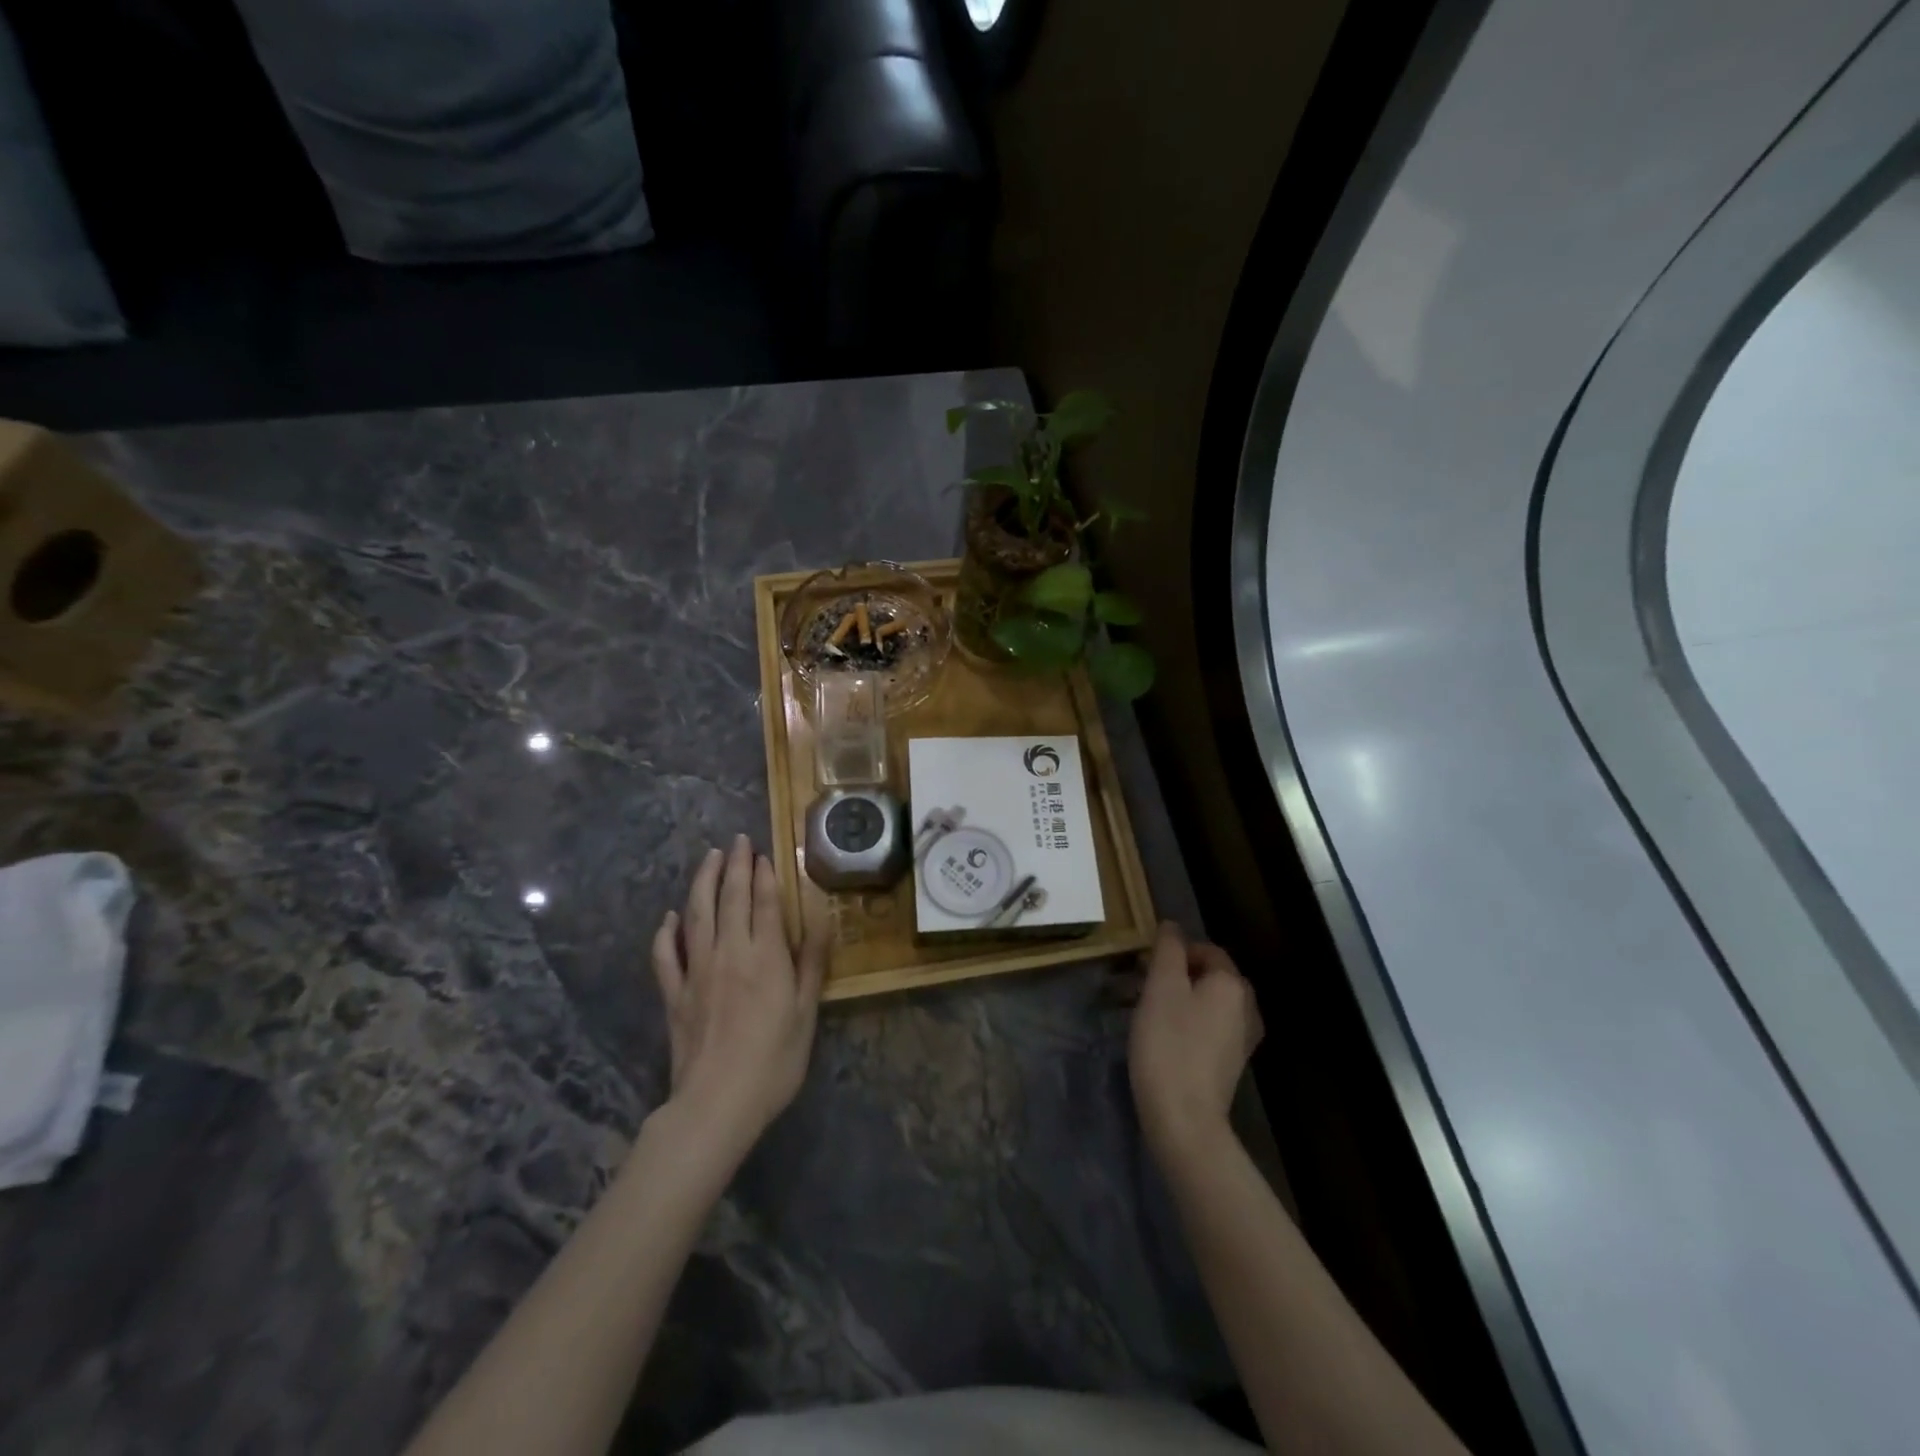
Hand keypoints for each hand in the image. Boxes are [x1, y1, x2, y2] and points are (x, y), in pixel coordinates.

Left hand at [650, 836, 827, 1148]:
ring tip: (709, 858)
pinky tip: (669, 917)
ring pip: (697, 915)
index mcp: (766, 957)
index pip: (764, 903)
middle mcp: (729, 953)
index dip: (764, 875)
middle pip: (730, 899)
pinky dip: (666, 932)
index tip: (763, 852)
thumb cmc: (774, 1061)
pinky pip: (665, 955)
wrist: (717, 1103)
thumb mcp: (806, 1013)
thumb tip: (822, 918)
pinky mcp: (674, 994)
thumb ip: (811, 962)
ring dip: (702, 883)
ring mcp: (696, 971)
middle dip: (735, 866)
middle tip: (737, 841)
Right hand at [1129, 922, 1263, 1162]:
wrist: (1184, 1119)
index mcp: (1232, 983)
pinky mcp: (1231, 1063)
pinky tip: (1164, 1038)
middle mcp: (1246, 1006)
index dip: (1173, 951)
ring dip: (1179, 999)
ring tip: (1147, 1012)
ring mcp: (1242, 1038)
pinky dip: (1187, 1023)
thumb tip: (1172, 926)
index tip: (1143, 966)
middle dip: (1175, 974)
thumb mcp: (1161, 987)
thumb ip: (1168, 950)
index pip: (1205, 948)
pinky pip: (1209, 1027)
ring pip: (1207, 1002)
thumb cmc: (1168, 1045)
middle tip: (1142, 987)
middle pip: (1208, 975)